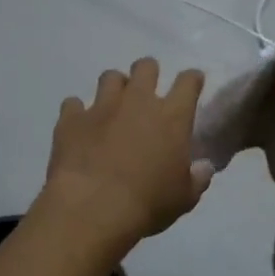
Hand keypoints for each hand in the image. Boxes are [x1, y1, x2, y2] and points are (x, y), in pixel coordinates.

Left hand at [42, 59, 213, 244]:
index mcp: (172, 117)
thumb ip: (197, 178)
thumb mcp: (184, 198)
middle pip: (145, 67)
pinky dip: (77, 113)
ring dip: (114, 87)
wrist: (93, 207)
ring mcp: (101, 107)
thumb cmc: (147, 203)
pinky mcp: (71, 120)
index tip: (192, 83)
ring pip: (109, 77)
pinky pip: (73, 104)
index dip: (191, 79)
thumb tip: (202, 166)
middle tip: (147, 92)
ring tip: (113, 106)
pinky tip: (79, 126)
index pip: (188, 82)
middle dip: (148, 73)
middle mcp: (137, 102)